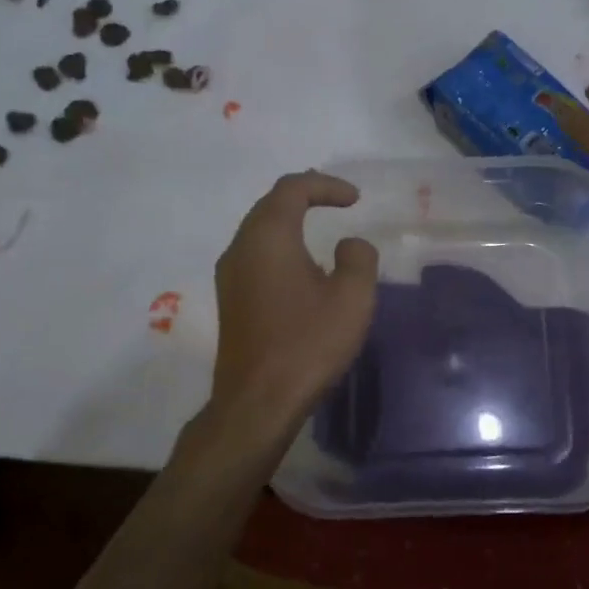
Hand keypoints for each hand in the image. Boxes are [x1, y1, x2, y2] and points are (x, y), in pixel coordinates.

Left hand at [207, 171, 378, 439]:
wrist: (257, 403)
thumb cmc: (308, 344)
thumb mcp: (352, 297)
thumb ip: (358, 258)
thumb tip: (348, 245)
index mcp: (268, 237)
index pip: (292, 189)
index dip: (325, 185)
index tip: (355, 199)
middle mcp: (241, 247)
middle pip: (270, 204)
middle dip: (305, 195)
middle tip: (336, 199)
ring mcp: (230, 275)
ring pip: (259, 229)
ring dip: (290, 220)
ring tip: (320, 223)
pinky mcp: (231, 300)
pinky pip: (255, 254)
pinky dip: (281, 244)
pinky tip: (301, 264)